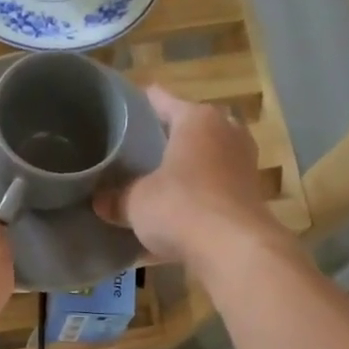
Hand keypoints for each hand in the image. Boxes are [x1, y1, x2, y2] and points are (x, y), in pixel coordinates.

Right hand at [95, 86, 281, 272]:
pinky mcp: (249, 196)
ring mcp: (242, 164)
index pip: (161, 99)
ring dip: (184, 170)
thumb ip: (116, 198)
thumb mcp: (135, 202)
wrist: (233, 248)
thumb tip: (99, 201)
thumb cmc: (180, 207)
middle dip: (165, 139)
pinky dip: (195, 200)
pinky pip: (213, 191)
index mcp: (197, 119)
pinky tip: (175, 216)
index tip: (120, 111)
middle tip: (135, 152)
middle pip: (189, 128)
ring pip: (204, 160)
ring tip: (155, 182)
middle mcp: (226, 132)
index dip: (138, 104)